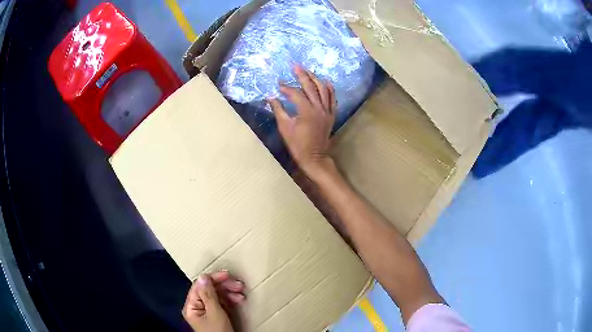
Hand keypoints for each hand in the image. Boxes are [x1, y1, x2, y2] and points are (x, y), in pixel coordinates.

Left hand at [182, 271, 244, 331]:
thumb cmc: (219, 331)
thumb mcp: (215, 313)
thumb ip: (209, 295)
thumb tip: (203, 276)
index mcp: (192, 306)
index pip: (199, 286)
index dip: (213, 279)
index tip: (228, 275)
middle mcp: (197, 306)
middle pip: (208, 290)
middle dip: (224, 287)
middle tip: (239, 285)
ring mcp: (206, 311)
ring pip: (216, 296)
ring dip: (229, 293)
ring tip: (242, 295)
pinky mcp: (215, 315)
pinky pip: (221, 303)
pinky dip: (230, 300)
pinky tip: (239, 300)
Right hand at [269, 65, 336, 178]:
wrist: (314, 158)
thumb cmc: (297, 145)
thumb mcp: (284, 128)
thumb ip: (278, 110)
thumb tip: (270, 98)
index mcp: (306, 111)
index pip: (295, 94)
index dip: (286, 88)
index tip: (278, 84)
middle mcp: (319, 108)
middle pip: (311, 87)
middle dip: (302, 75)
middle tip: (295, 66)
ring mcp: (327, 111)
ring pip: (323, 90)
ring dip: (315, 78)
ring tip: (308, 71)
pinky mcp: (331, 115)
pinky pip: (333, 99)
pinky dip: (330, 89)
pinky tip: (326, 81)